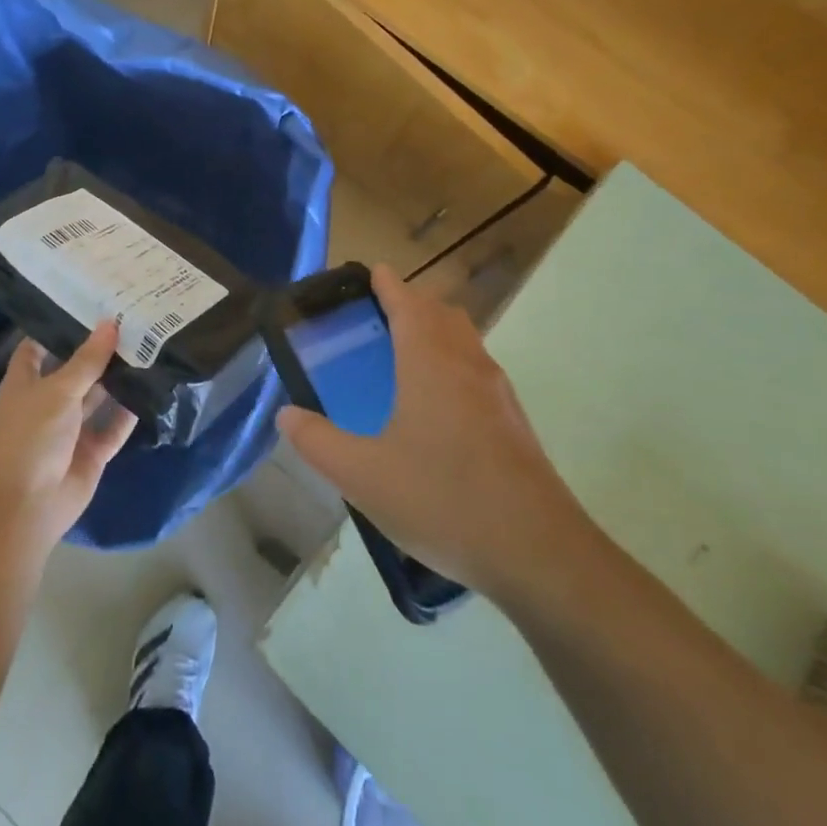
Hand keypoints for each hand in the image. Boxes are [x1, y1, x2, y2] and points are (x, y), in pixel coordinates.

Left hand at [0, 321, 137, 548]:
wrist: (27, 505)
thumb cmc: (31, 436)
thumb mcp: (58, 390)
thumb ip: (87, 359)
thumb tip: (110, 323)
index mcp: (26, 382)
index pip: (38, 345)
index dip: (57, 326)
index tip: (86, 302)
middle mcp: (48, 401)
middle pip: (74, 370)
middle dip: (98, 350)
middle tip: (130, 319)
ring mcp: (70, 429)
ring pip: (97, 397)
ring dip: (118, 378)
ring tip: (148, 346)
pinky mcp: (91, 452)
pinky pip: (114, 427)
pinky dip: (129, 412)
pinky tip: (152, 388)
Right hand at [276, 265, 593, 602]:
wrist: (539, 554)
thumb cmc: (443, 500)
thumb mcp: (363, 476)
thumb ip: (317, 442)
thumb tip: (286, 414)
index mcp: (430, 363)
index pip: (407, 302)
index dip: (387, 284)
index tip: (371, 271)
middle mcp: (467, 364)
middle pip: (440, 313)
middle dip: (411, 303)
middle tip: (377, 315)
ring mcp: (498, 393)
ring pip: (465, 340)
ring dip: (436, 330)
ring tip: (404, 353)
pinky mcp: (514, 422)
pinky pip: (478, 369)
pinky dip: (453, 361)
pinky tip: (437, 405)